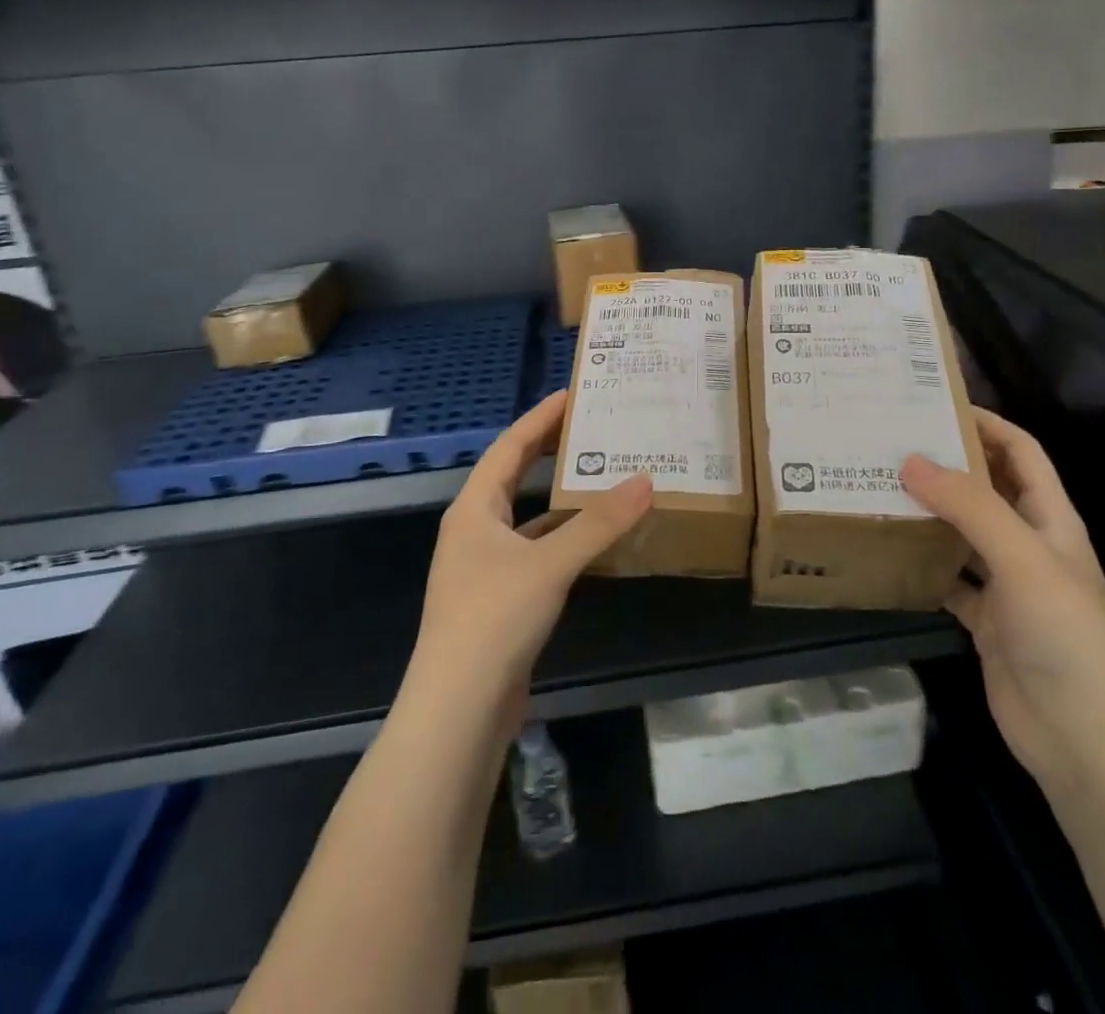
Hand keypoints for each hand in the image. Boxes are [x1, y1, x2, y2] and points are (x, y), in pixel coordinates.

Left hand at [408, 390, 652, 719]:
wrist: (458, 711)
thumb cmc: (494, 618)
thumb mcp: (550, 563)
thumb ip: (599, 523)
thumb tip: (646, 480)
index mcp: (474, 509)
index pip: (509, 447)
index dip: (540, 418)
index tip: (573, 393)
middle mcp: (476, 530)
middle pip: (514, 476)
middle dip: (549, 450)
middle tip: (592, 426)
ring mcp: (486, 567)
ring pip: (529, 516)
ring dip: (561, 497)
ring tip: (602, 475)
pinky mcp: (502, 599)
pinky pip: (538, 551)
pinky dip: (565, 538)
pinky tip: (596, 540)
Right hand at [902, 410, 1104, 798]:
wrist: (1088, 743)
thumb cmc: (1068, 638)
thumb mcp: (1024, 560)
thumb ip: (970, 508)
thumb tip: (911, 460)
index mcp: (1051, 519)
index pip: (1020, 452)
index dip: (986, 423)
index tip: (934, 404)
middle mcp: (1028, 544)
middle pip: (986, 488)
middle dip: (946, 464)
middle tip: (889, 443)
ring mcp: (1007, 585)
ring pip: (961, 532)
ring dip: (928, 512)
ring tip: (876, 487)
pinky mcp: (985, 622)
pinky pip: (947, 579)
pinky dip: (921, 564)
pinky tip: (887, 552)